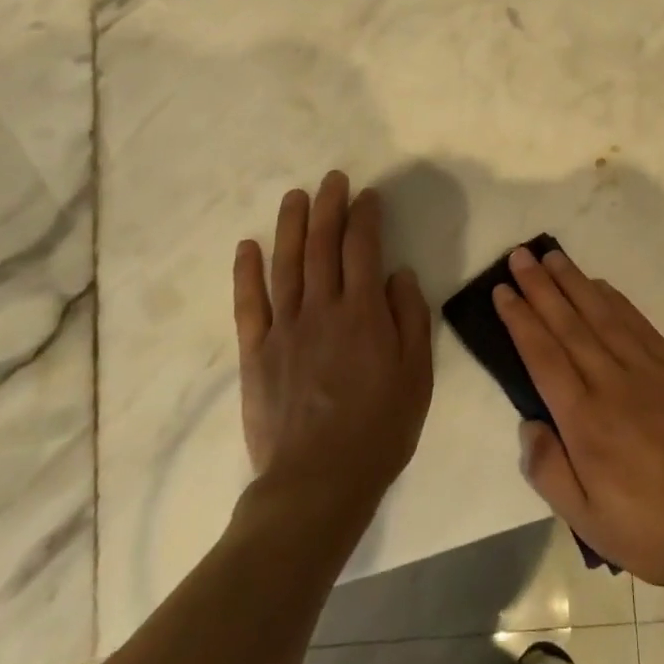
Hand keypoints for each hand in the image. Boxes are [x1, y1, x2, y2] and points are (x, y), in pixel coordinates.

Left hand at [234, 171, 433, 507]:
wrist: (317, 484)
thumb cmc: (378, 429)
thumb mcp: (416, 375)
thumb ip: (410, 318)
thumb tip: (399, 273)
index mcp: (363, 312)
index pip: (363, 247)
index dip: (366, 216)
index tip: (368, 195)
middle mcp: (322, 308)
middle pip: (322, 244)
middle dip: (329, 206)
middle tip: (333, 179)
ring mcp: (284, 328)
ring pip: (286, 263)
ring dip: (290, 224)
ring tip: (295, 195)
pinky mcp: (256, 352)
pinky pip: (249, 303)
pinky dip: (247, 272)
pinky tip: (248, 246)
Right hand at [493, 243, 663, 588]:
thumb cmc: (652, 528)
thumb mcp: (589, 522)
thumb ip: (549, 472)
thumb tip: (527, 423)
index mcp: (585, 420)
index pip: (543, 355)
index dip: (520, 319)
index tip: (502, 290)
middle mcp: (611, 382)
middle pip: (567, 324)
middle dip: (540, 287)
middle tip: (519, 255)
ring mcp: (647, 369)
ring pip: (601, 314)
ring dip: (573, 282)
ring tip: (552, 256)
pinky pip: (637, 322)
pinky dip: (614, 299)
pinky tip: (599, 285)